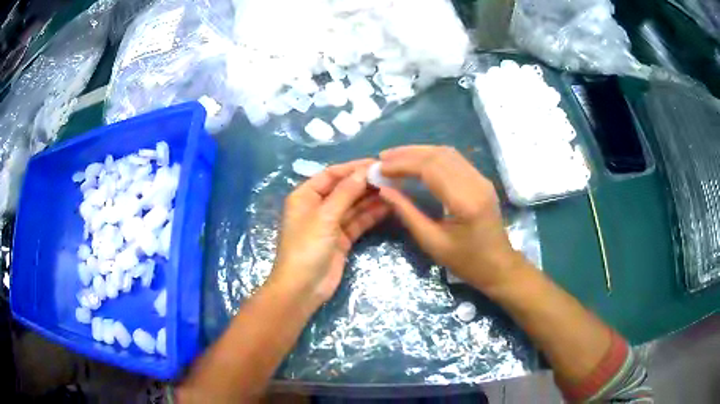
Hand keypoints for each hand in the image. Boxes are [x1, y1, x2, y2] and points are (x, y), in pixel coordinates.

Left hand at [270, 160, 389, 306]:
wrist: (302, 288)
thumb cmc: (306, 247)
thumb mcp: (324, 217)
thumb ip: (345, 193)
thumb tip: (364, 171)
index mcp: (305, 196)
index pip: (331, 174)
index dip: (353, 167)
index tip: (377, 163)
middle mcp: (317, 206)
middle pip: (344, 189)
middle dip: (365, 182)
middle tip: (391, 176)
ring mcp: (330, 223)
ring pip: (353, 205)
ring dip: (371, 197)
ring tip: (394, 188)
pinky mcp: (341, 239)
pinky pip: (358, 221)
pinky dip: (371, 214)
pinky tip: (388, 206)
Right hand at [378, 146, 523, 291]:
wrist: (499, 266)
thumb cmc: (466, 262)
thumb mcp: (432, 243)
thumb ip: (408, 213)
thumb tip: (385, 191)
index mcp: (465, 202)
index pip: (431, 169)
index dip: (403, 164)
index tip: (380, 168)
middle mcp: (476, 183)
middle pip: (439, 155)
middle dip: (408, 154)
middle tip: (383, 158)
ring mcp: (481, 179)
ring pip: (447, 153)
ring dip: (419, 151)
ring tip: (395, 157)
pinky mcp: (481, 180)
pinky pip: (455, 159)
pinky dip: (432, 156)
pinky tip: (417, 162)